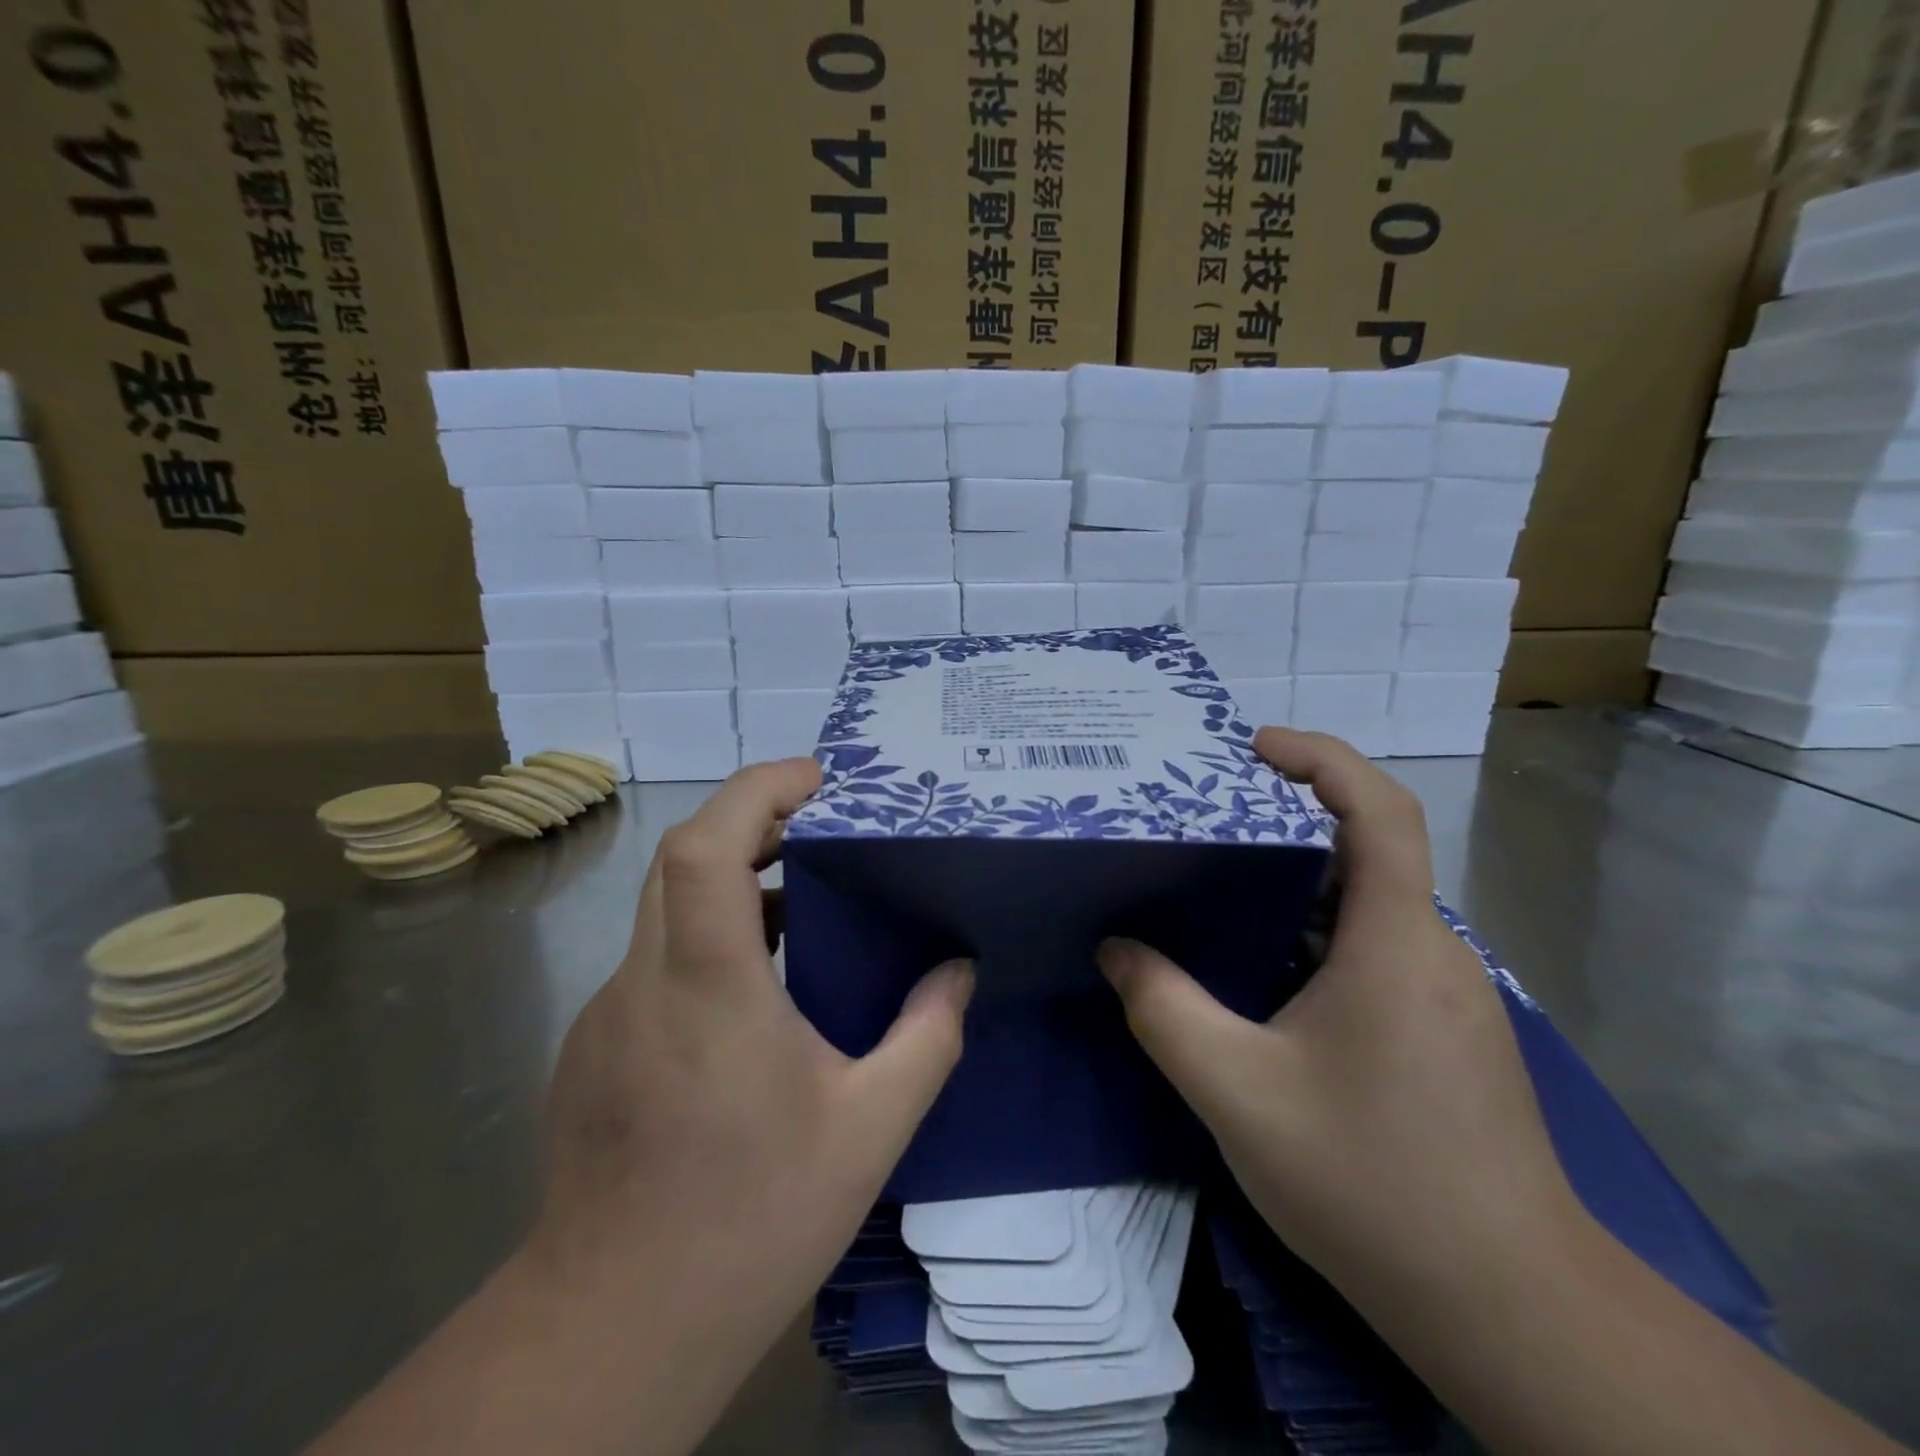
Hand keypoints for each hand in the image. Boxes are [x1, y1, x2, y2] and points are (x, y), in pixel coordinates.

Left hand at [528, 759, 973, 1410]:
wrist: (614, 1327)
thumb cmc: (751, 1218)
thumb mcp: (869, 1129)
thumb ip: (926, 1038)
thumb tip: (959, 972)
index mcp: (709, 986)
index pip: (705, 845)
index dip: (756, 791)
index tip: (816, 778)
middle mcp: (645, 982)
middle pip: (681, 859)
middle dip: (751, 820)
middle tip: (821, 827)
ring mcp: (606, 1014)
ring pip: (665, 907)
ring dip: (731, 880)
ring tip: (801, 898)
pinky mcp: (594, 1047)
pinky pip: (655, 960)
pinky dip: (707, 938)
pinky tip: (755, 992)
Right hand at [1098, 728, 1582, 1304]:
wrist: (1507, 1306)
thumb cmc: (1373, 1182)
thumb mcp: (1237, 1091)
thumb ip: (1164, 1010)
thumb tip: (1116, 949)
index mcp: (1395, 941)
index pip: (1380, 810)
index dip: (1322, 757)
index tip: (1255, 745)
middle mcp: (1430, 950)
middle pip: (1367, 848)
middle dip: (1288, 817)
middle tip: (1207, 818)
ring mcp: (1441, 993)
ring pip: (1366, 903)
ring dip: (1296, 879)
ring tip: (1218, 885)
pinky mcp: (1439, 1030)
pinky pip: (1370, 948)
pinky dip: (1312, 930)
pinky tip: (1260, 970)